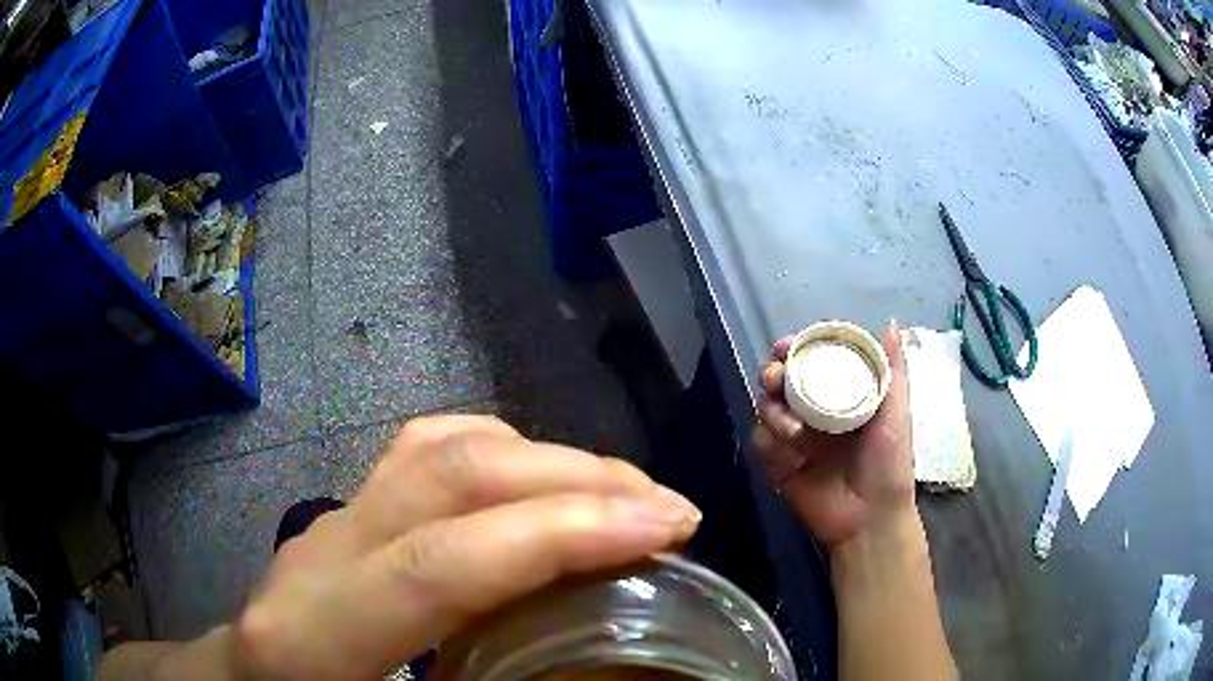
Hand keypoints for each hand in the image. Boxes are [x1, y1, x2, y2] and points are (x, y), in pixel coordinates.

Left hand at [229, 416, 700, 680]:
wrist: (238, 678)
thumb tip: (580, 678)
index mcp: (317, 631)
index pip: (442, 564)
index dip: (560, 538)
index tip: (666, 529)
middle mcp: (324, 552)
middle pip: (446, 476)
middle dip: (576, 482)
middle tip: (671, 510)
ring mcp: (334, 517)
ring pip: (439, 446)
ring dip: (547, 459)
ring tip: (624, 494)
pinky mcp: (349, 509)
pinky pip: (424, 449)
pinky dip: (501, 451)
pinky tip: (540, 481)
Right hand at [751, 322, 915, 547]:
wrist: (870, 519)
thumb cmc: (889, 464)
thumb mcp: (896, 414)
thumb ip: (891, 371)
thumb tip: (891, 324)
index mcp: (840, 396)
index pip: (811, 362)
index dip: (795, 349)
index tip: (786, 346)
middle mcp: (813, 412)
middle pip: (781, 382)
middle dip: (772, 374)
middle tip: (776, 377)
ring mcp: (794, 439)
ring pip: (766, 408)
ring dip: (772, 410)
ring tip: (792, 428)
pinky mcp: (778, 464)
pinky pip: (762, 442)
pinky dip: (769, 441)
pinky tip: (788, 451)